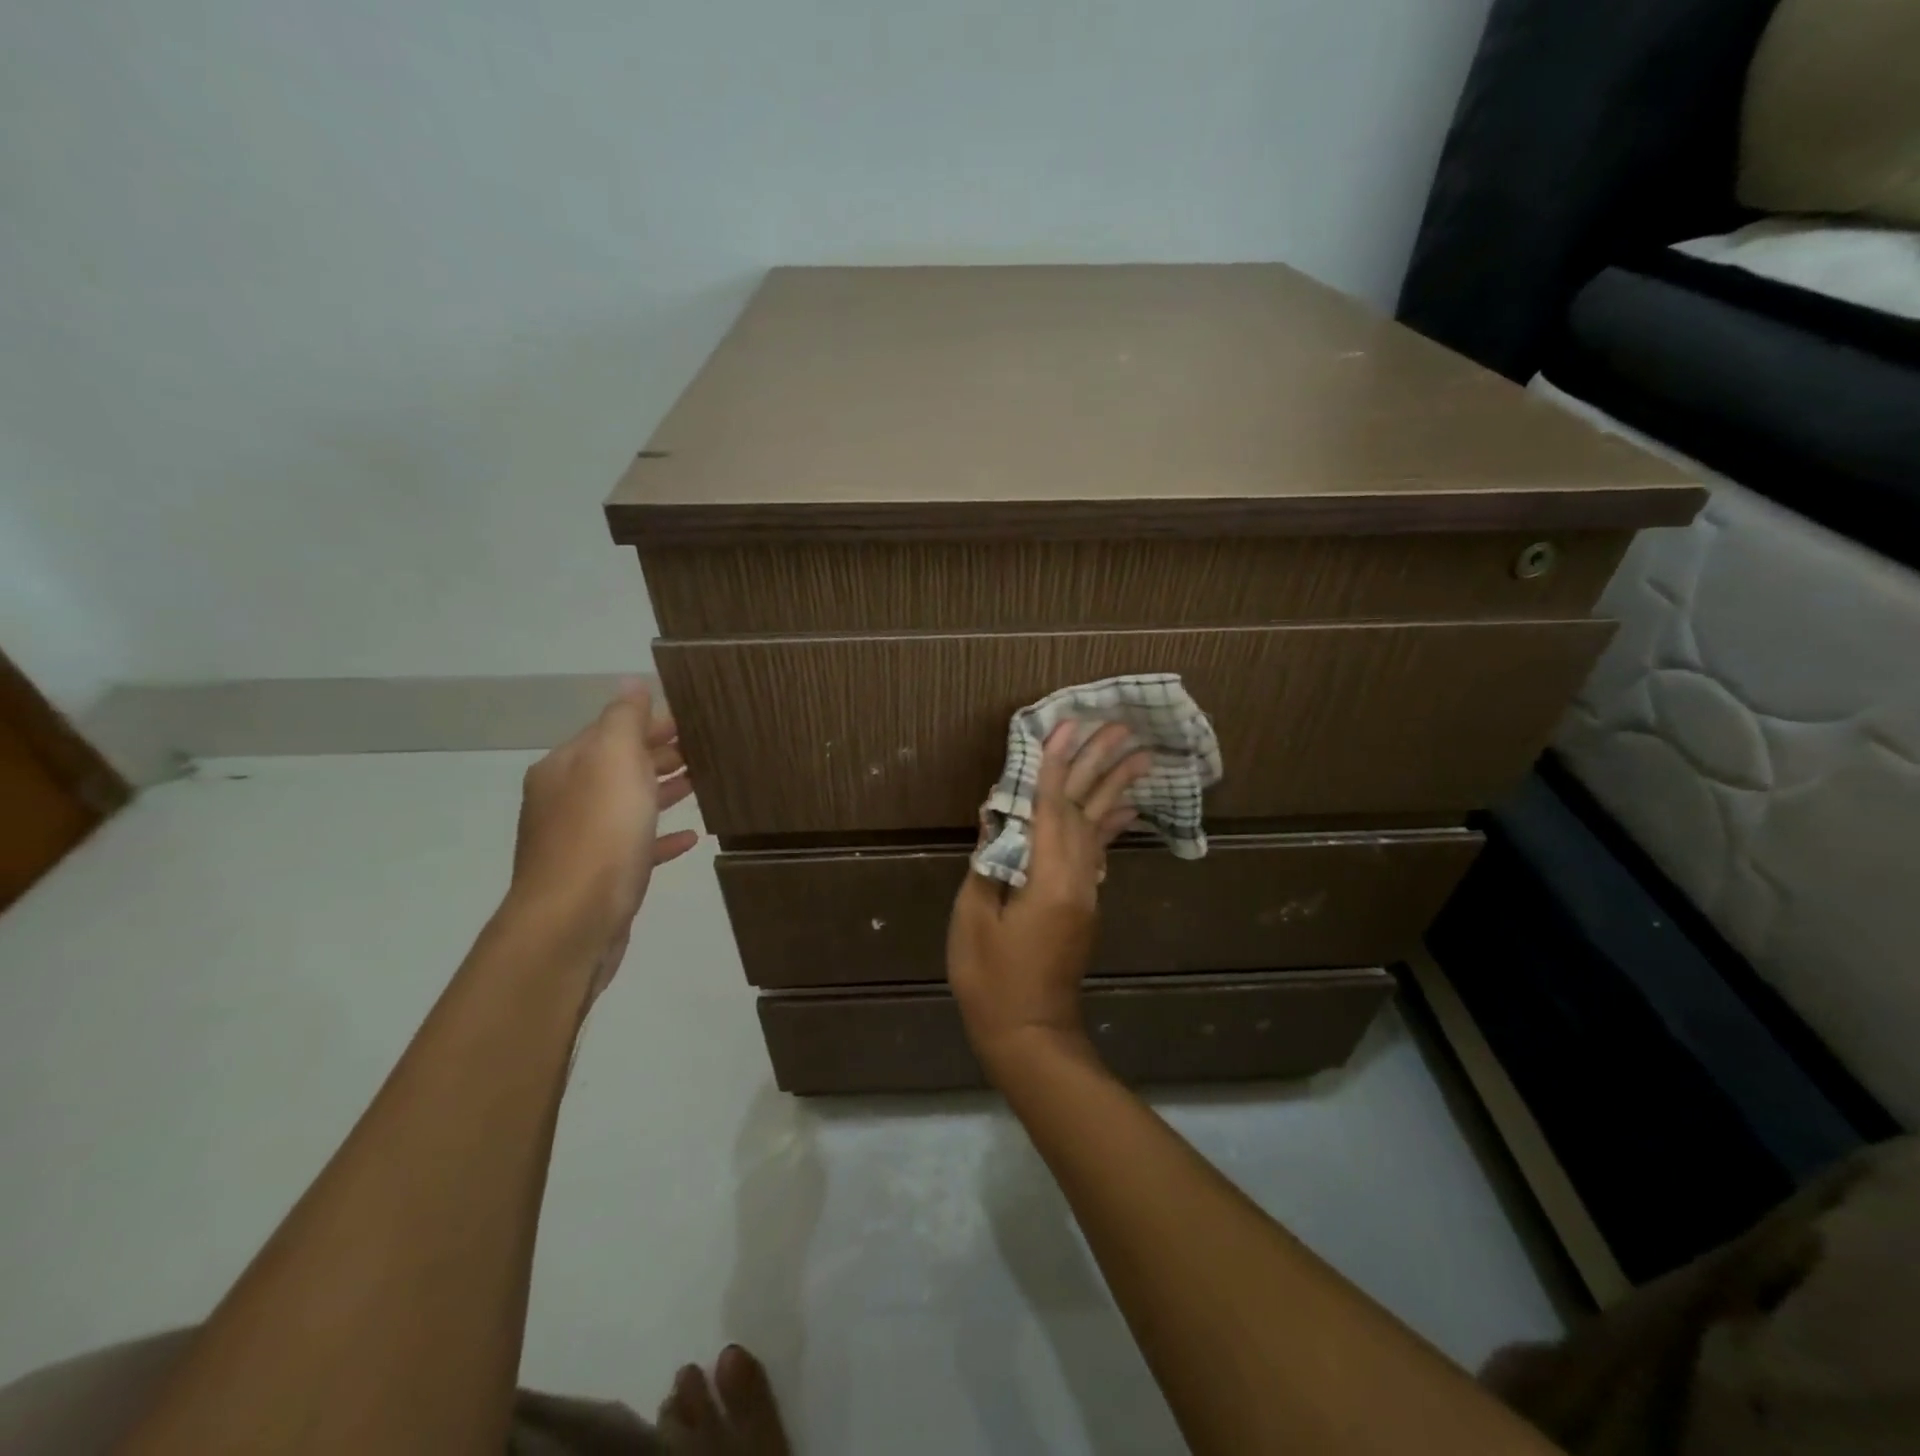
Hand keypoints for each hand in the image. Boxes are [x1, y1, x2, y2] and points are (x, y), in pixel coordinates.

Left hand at [505, 682, 696, 989]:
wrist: (573, 922)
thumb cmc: (599, 834)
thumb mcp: (614, 760)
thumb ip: (624, 719)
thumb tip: (631, 682)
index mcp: (567, 767)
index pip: (611, 730)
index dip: (651, 722)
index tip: (694, 719)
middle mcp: (566, 799)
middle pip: (619, 766)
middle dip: (659, 753)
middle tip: (706, 749)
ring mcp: (580, 841)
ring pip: (628, 804)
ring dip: (662, 790)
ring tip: (701, 783)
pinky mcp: (600, 878)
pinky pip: (636, 846)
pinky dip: (660, 837)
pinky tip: (689, 839)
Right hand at [947, 722, 1149, 1080]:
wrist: (1030, 1035)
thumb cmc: (991, 980)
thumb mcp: (974, 921)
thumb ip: (988, 865)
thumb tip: (995, 819)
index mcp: (1048, 881)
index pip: (1052, 810)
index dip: (1056, 766)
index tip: (1066, 728)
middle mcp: (1078, 880)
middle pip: (1086, 810)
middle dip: (1099, 765)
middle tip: (1119, 726)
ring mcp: (1087, 893)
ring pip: (1100, 828)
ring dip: (1116, 788)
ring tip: (1138, 754)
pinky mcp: (1085, 905)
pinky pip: (1100, 852)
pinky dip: (1111, 823)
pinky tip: (1122, 806)